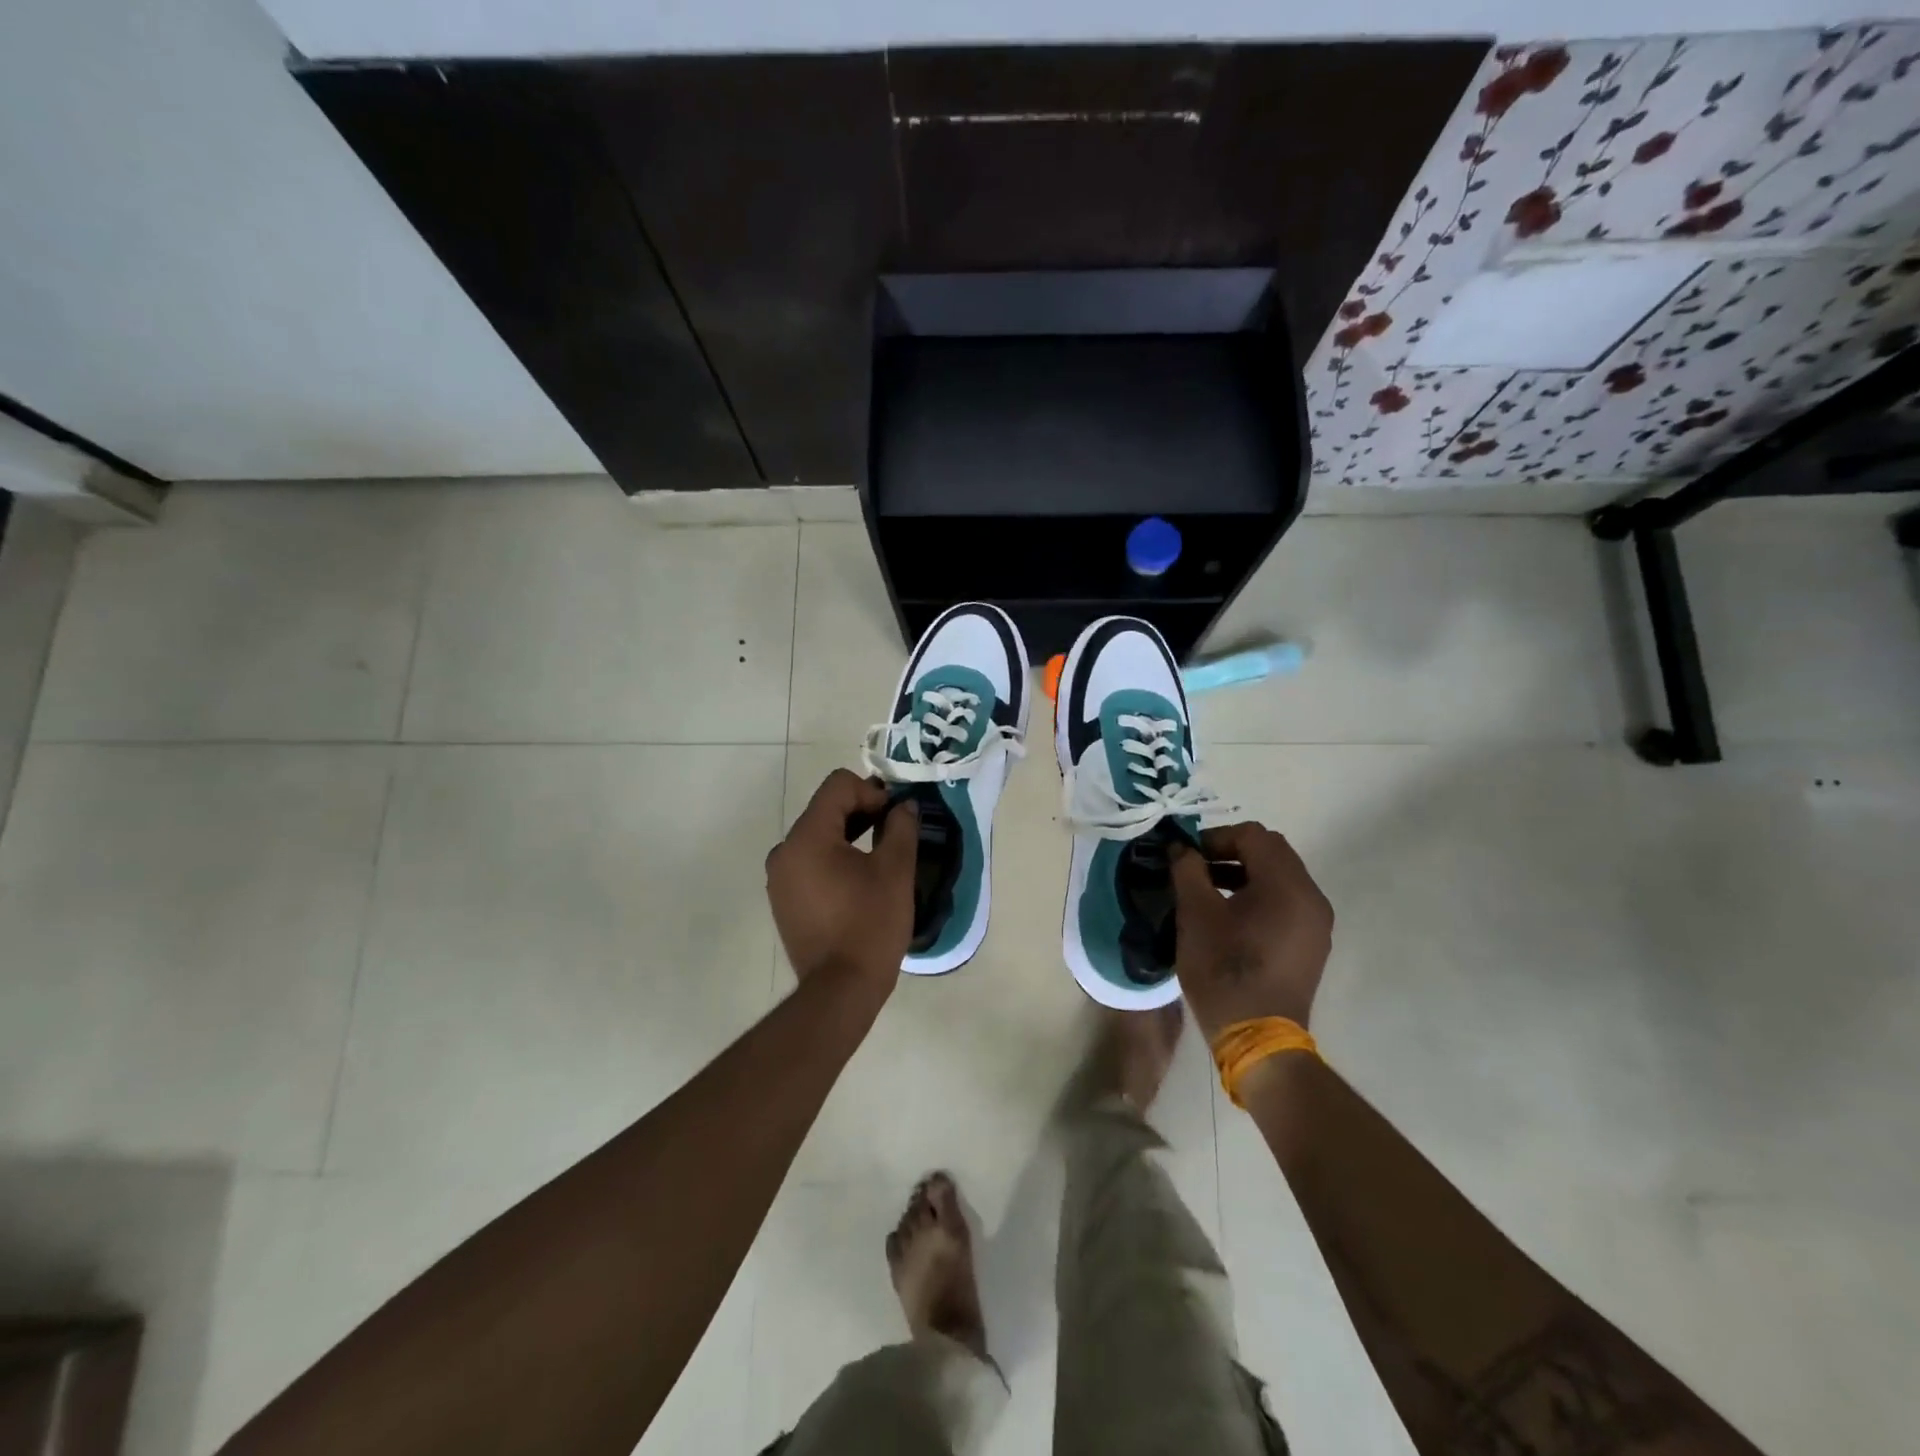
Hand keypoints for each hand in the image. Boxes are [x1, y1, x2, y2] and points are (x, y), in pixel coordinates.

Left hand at [766, 769, 918, 1003]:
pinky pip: (810, 861)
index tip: (896, 817)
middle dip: (862, 812)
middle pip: (826, 809)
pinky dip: (834, 859)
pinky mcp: (783, 898)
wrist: (840, 991)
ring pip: (818, 835)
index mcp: (807, 837)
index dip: (872, 792)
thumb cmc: (870, 925)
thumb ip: (901, 827)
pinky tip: (858, 882)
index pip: (838, 786)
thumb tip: (904, 805)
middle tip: (895, 832)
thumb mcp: (895, 871)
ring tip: (880, 856)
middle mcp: (784, 850)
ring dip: (849, 836)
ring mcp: (779, 877)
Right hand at [1169, 821, 1333, 1039]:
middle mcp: (1311, 896)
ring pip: (1279, 877)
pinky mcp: (1312, 943)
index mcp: (1287, 885)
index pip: (1253, 835)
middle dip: (1230, 852)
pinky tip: (1231, 917)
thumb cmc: (1224, 970)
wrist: (1257, 1037)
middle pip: (1271, 851)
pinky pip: (1286, 901)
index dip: (1216, 838)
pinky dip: (1259, 896)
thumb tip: (1181, 848)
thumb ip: (1188, 871)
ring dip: (1244, 873)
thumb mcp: (1195, 914)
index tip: (1188, 857)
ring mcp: (1316, 922)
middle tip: (1196, 869)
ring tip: (1208, 892)